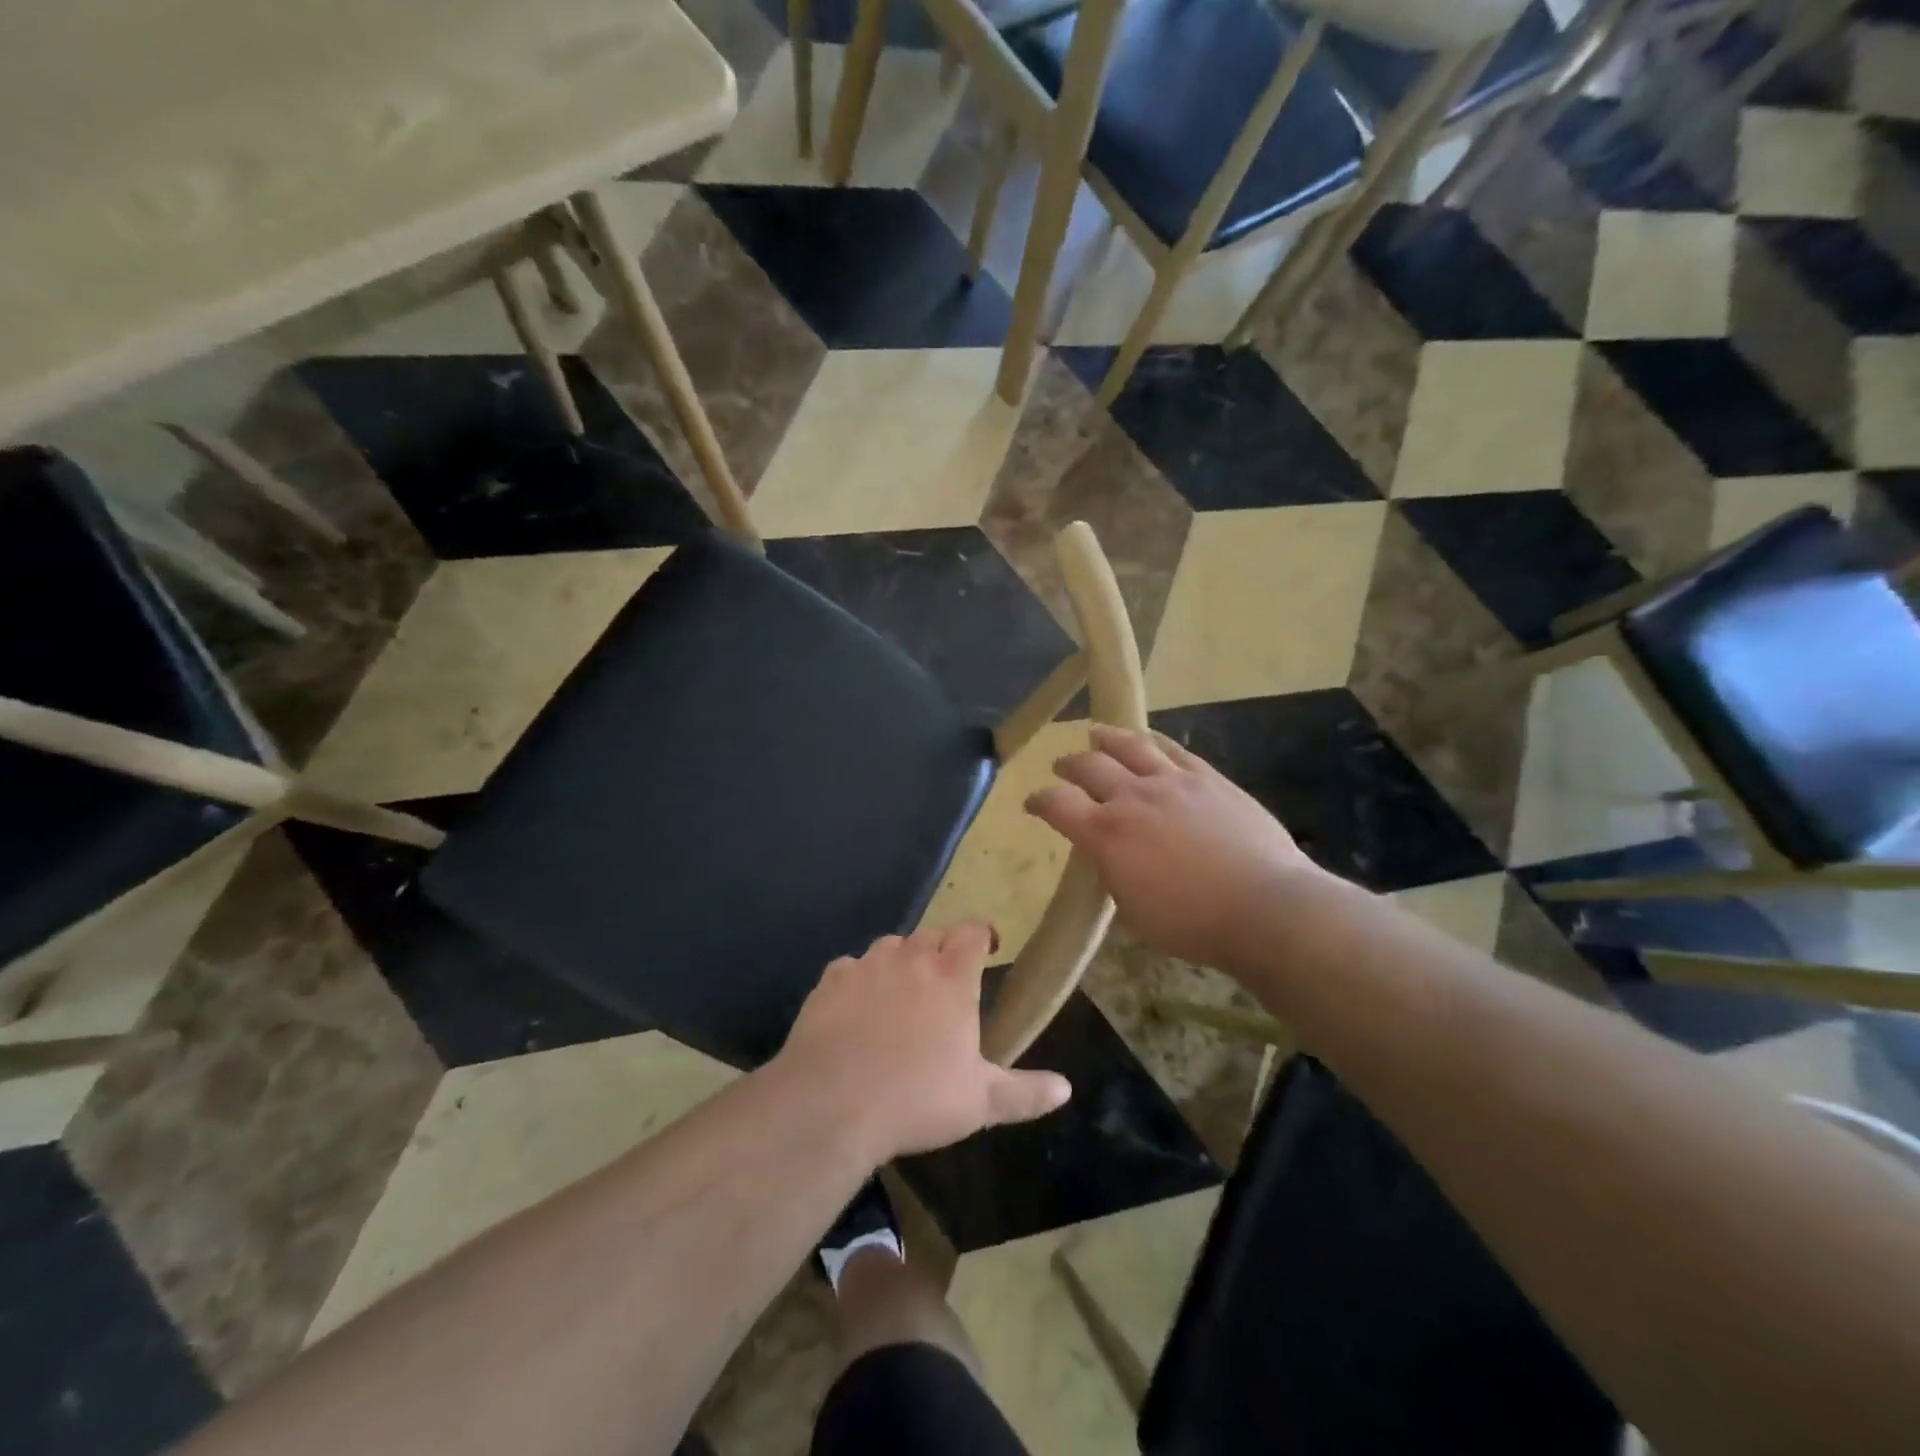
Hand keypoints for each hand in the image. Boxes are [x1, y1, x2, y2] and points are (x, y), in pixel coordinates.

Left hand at [776, 922, 1072, 1161]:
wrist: (831, 1104)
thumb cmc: (916, 1099)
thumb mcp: (980, 1103)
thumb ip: (1025, 1092)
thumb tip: (1066, 1088)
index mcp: (952, 976)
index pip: (972, 931)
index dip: (982, 933)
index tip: (988, 947)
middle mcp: (910, 958)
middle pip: (931, 935)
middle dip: (943, 950)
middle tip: (947, 982)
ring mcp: (866, 966)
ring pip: (890, 947)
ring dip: (901, 961)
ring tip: (902, 993)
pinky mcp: (829, 982)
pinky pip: (850, 968)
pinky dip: (859, 980)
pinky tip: (856, 1009)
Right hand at [1026, 725, 1319, 971]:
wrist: (1263, 906)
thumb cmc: (1192, 922)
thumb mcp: (1132, 909)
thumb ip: (1111, 872)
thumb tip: (1107, 854)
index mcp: (1107, 833)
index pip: (1057, 804)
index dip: (1039, 801)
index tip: (1032, 803)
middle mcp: (1133, 797)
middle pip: (1089, 766)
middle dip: (1068, 765)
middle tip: (1061, 767)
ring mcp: (1172, 781)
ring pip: (1130, 746)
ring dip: (1106, 739)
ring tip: (1096, 735)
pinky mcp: (1207, 777)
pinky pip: (1173, 749)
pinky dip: (1152, 741)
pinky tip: (1147, 740)